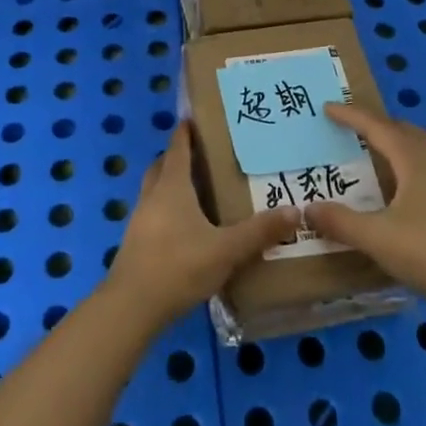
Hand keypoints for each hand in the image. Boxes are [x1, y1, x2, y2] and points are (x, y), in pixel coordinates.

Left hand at [105, 122, 299, 328]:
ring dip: (170, 183)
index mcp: (172, 187)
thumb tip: (295, 211)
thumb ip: (259, 231)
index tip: (193, 117)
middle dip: (177, 156)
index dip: (185, 132)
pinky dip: (166, 208)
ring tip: (196, 189)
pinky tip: (184, 227)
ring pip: (154, 189)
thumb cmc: (179, 266)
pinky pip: (152, 212)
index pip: (178, 148)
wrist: (131, 307)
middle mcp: (153, 196)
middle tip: (201, 154)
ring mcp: (140, 219)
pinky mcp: (135, 242)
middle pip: (162, 165)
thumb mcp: (226, 250)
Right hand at [305, 103, 425, 306]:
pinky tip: (405, 187)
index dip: (351, 116)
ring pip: (420, 147)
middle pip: (403, 130)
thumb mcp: (377, 238)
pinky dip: (410, 164)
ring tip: (377, 150)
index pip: (377, 127)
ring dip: (397, 142)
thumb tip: (307, 208)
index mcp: (413, 161)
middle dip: (377, 124)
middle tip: (353, 126)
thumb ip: (341, 222)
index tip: (328, 107)